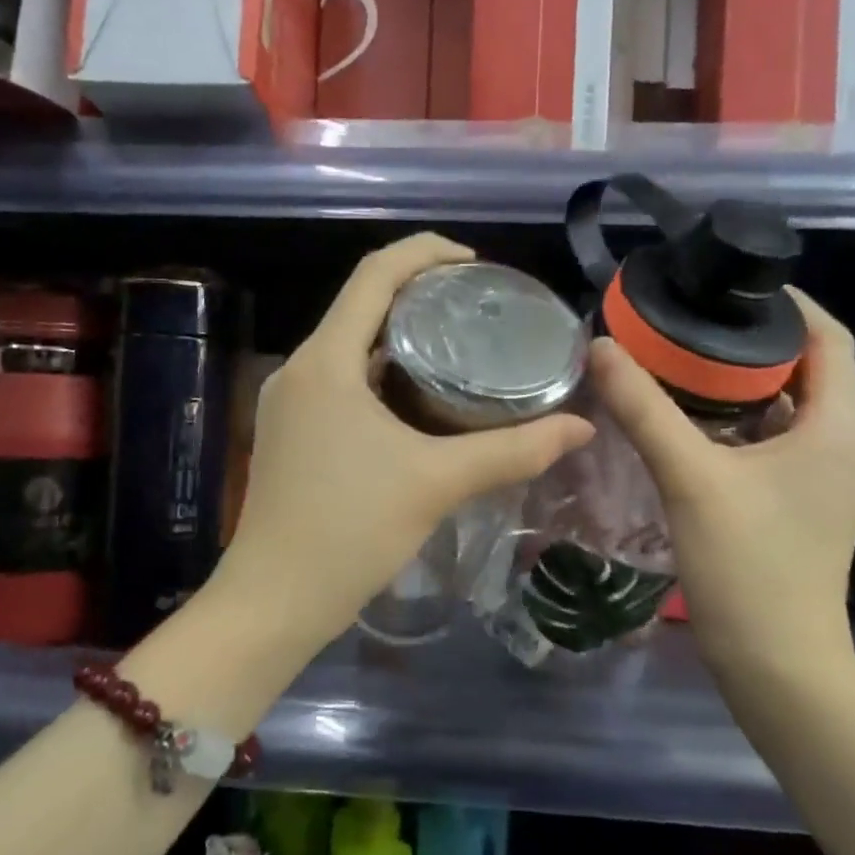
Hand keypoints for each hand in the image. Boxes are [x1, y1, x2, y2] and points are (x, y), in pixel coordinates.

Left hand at [221, 234, 594, 645]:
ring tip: (460, 349)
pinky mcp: (292, 431)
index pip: (373, 273)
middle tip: (478, 308)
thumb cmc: (349, 531)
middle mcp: (300, 368)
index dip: (424, 252)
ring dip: (400, 339)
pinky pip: (341, 381)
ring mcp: (290, 401)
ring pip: (351, 346)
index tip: (474, 263)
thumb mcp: (437, 483)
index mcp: (325, 360)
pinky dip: (382, 376)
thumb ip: (513, 451)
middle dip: (418, 295)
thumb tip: (581, 427)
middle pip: (361, 305)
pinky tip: (421, 400)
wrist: (273, 602)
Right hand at [589, 288, 854, 675]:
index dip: (790, 305)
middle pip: (808, 370)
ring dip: (744, 383)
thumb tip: (601, 347)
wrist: (777, 663)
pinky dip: (741, 420)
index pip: (830, 339)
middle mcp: (843, 445)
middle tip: (691, 322)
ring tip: (683, 362)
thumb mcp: (690, 478)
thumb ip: (644, 409)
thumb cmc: (747, 565)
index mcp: (836, 427)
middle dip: (754, 341)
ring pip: (789, 408)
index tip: (732, 287)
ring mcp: (824, 478)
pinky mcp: (802, 503)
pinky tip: (692, 423)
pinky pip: (776, 441)